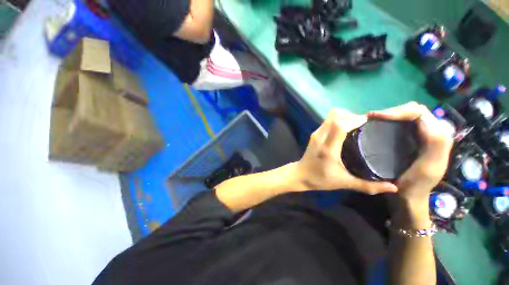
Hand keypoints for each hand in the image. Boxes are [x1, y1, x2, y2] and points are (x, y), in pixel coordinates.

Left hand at [295, 109, 396, 193]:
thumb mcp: (346, 184)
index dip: (356, 119)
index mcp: (329, 149)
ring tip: (359, 124)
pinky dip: (341, 118)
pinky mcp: (316, 130)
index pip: (341, 125)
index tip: (370, 122)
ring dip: (347, 115)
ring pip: (334, 114)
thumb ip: (368, 186)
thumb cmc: (322, 181)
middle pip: (338, 116)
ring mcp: (317, 131)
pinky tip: (349, 126)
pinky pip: (330, 117)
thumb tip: (392, 188)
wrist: (300, 176)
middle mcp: (322, 136)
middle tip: (367, 125)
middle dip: (354, 116)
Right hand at [369, 102, 453, 204]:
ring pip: (414, 113)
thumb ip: (431, 142)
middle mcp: (439, 131)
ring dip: (398, 113)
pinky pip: (413, 120)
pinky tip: (391, 122)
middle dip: (397, 111)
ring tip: (383, 118)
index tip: (380, 116)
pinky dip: (401, 118)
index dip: (400, 111)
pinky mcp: (425, 136)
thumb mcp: (424, 169)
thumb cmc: (413, 188)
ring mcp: (431, 133)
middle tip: (378, 116)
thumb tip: (422, 117)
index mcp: (440, 138)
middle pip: (417, 110)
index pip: (421, 113)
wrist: (412, 200)